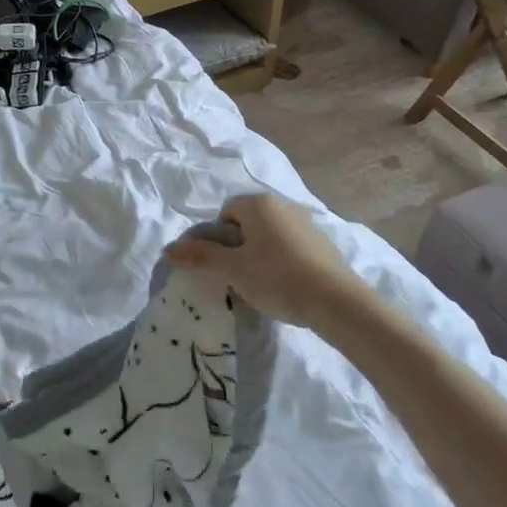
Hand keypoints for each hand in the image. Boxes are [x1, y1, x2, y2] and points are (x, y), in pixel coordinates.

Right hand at [164, 194, 354, 330]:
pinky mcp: (322, 245)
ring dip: (258, 255)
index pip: (225, 212)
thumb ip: (200, 257)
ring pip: (268, 237)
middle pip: (246, 223)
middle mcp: (283, 206)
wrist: (338, 302)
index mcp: (259, 204)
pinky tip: (283, 287)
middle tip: (234, 275)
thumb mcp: (232, 269)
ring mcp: (306, 224)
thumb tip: (168, 249)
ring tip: (258, 285)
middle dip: (236, 247)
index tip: (219, 264)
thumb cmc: (278, 278)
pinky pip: (289, 248)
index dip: (215, 238)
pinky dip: (280, 263)